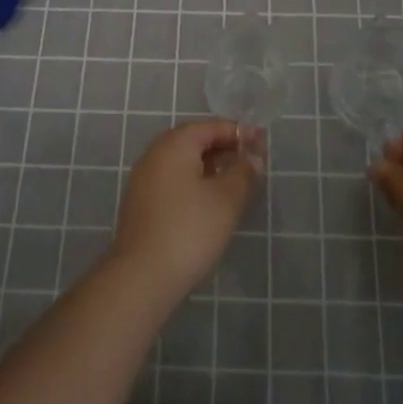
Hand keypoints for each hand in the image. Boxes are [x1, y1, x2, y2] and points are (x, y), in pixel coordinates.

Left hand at [111, 119, 265, 304]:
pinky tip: (208, 204)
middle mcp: (155, 154)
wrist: (142, 277)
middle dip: (223, 148)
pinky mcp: (140, 204)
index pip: (210, 126)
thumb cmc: (189, 230)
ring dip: (209, 166)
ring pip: (182, 162)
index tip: (262, 145)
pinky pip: (172, 181)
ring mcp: (143, 179)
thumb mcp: (227, 199)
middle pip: (194, 141)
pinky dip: (193, 183)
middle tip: (250, 163)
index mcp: (174, 144)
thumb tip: (253, 156)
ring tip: (233, 183)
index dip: (238, 132)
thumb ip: (244, 172)